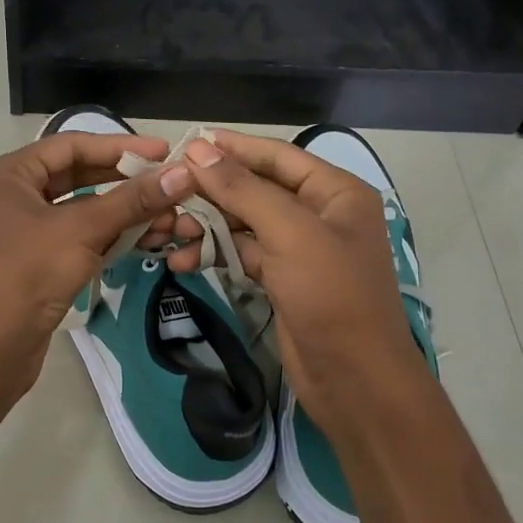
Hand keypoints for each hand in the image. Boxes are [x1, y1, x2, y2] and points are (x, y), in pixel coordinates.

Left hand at [0, 131, 194, 401]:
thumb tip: (183, 173)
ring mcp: (24, 231)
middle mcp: (13, 195)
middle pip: (78, 175)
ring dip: (123, 212)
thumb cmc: (26, 274)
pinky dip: (110, 236)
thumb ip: (132, 200)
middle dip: (125, 181)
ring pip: (82, 209)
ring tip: (167, 215)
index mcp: (10, 174)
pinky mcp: (37, 262)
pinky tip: (145, 239)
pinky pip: (79, 237)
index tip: (164, 151)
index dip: (120, 146)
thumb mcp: (81, 230)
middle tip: (170, 182)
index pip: (71, 146)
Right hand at [165, 131, 426, 437]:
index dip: (232, 148)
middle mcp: (319, 214)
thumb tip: (197, 150)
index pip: (277, 156)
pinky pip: (243, 254)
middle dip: (213, 191)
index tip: (187, 142)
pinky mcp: (283, 279)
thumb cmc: (331, 295)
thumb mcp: (289, 233)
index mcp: (335, 192)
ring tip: (171, 231)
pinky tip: (184, 261)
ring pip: (244, 223)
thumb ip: (242, 189)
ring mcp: (300, 249)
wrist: (355, 380)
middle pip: (257, 188)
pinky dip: (215, 254)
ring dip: (208, 226)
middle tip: (168, 191)